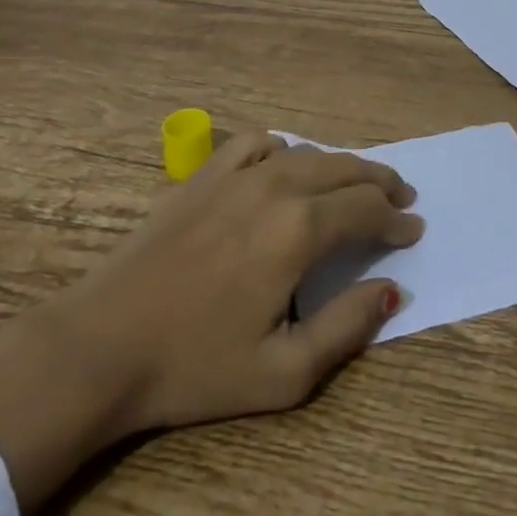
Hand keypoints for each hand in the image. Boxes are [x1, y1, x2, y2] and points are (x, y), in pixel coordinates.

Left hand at [0, 132, 423, 513]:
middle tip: (401, 197)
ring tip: (356, 182)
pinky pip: (257, 143)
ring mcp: (237, 174)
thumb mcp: (284, 372)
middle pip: (345, 170)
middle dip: (380, 182)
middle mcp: (276, 187)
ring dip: (340, 165)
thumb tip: (393, 289)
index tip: (414, 229)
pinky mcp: (203, 174)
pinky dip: (284, 149)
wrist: (102, 344)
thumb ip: (347, 327)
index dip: (396, 219)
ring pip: (307, 153)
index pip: (366, 210)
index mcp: (300, 231)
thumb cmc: (195, 366)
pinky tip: (285, 165)